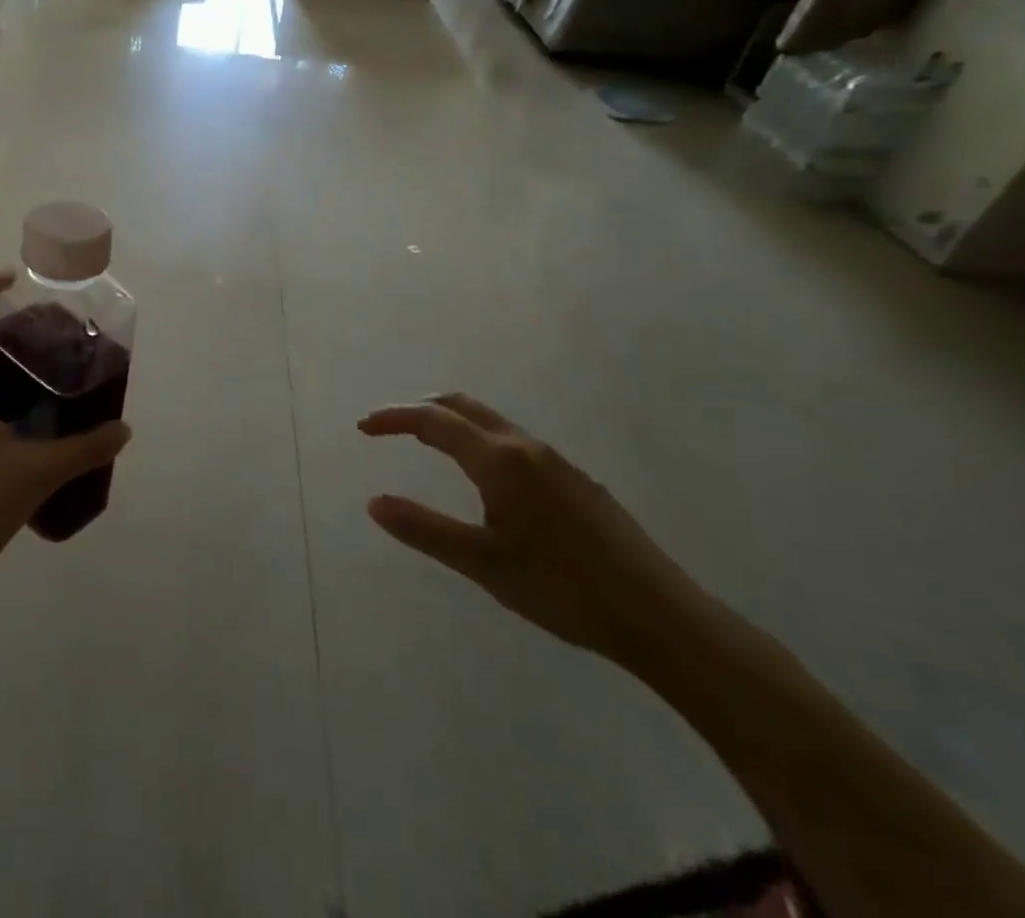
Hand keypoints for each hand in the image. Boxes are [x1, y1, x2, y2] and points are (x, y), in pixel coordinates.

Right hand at [362, 394, 709, 667]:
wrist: (662, 618)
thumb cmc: (563, 588)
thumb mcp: (483, 563)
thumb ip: (424, 529)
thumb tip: (373, 502)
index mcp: (500, 460)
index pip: (433, 420)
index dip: (393, 418)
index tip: (363, 428)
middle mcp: (526, 447)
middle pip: (463, 406)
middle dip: (420, 408)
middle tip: (389, 428)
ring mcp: (557, 463)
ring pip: (491, 422)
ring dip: (452, 422)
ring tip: (427, 445)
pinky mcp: (577, 482)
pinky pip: (513, 442)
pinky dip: (479, 440)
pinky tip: (484, 479)